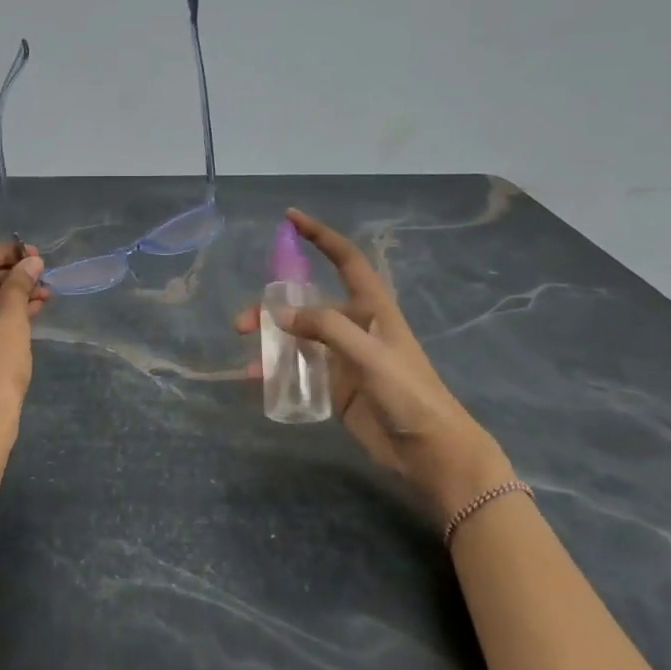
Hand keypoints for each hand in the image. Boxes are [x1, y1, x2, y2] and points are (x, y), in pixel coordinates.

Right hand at [237, 209, 507, 518]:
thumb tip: (278, 316)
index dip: (320, 236)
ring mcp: (343, 357)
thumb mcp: (370, 355)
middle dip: (271, 307)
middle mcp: (355, 327)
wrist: (429, 451)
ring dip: (269, 342)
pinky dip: (276, 370)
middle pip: (306, 304)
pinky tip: (260, 381)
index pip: (345, 260)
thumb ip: (325, 329)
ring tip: (249, 362)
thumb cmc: (409, 394)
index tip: (290, 218)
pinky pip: (297, 368)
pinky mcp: (335, 385)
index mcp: (372, 309)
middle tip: (241, 325)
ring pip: (296, 337)